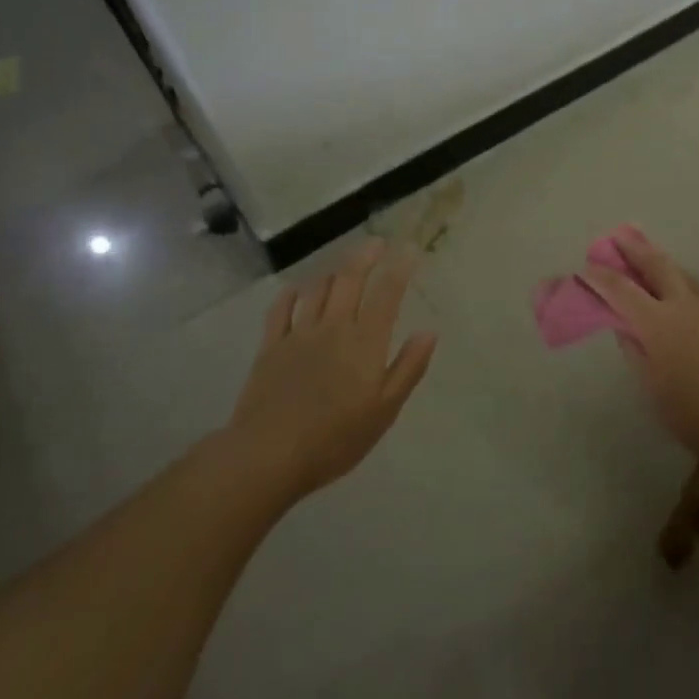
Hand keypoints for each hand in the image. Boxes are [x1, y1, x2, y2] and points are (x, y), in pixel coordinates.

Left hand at [221, 241, 436, 499]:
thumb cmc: (336, 438)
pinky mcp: (270, 347)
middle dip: (365, 257)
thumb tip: (429, 332)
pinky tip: (296, 289)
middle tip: (376, 242)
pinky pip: (280, 310)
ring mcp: (299, 335)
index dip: (399, 269)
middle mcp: (334, 327)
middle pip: (350, 280)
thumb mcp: (385, 410)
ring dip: (332, 272)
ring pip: (317, 290)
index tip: (409, 250)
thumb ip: (408, 367)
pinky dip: (291, 294)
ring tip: (342, 265)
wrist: (269, 455)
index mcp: (365, 342)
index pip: (387, 295)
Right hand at [582, 228, 698, 464]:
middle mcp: (683, 307)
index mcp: (658, 323)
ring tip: (645, 251)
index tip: (585, 268)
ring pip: (679, 273)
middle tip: (618, 235)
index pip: (622, 290)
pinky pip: (691, 288)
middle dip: (635, 249)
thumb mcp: (652, 387)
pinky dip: (675, 277)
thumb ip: (635, 351)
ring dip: (659, 259)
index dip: (601, 277)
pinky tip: (672, 285)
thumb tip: (625, 326)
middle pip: (657, 266)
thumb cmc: (694, 413)